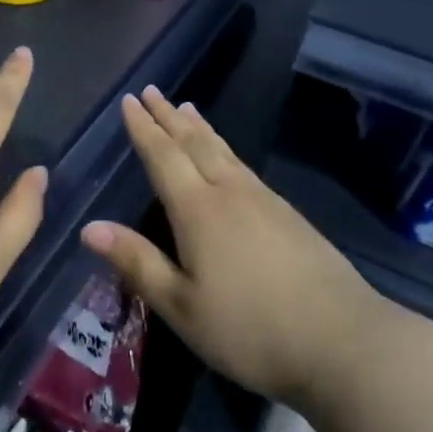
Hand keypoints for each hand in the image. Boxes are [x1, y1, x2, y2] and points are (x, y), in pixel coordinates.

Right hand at [81, 86, 380, 408]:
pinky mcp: (289, 215)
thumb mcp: (182, 307)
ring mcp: (264, 201)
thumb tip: (89, 227)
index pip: (163, 157)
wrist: (343, 340)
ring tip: (186, 108)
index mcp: (198, 210)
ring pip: (223, 151)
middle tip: (152, 90)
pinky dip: (225, 149)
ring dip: (199, 128)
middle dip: (169, 116)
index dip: (144, 128)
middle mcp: (230, 193)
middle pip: (194, 143)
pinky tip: (229, 159)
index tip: (130, 101)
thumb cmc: (250, 329)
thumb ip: (137, 262)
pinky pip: (244, 166)